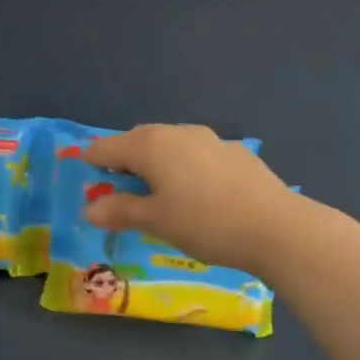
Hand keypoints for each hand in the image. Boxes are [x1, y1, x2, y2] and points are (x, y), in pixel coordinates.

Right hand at [82, 123, 296, 274]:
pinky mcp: (236, 152)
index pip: (108, 147)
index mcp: (152, 145)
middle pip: (140, 140)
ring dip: (156, 161)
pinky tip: (196, 191)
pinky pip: (197, 153)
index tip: (83, 173)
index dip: (93, 160)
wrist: (276, 226)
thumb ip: (121, 211)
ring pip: (171, 144)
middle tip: (117, 185)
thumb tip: (89, 208)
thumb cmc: (205, 223)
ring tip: (156, 189)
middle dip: (124, 158)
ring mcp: (211, 139)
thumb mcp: (157, 221)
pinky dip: (185, 166)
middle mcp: (179, 132)